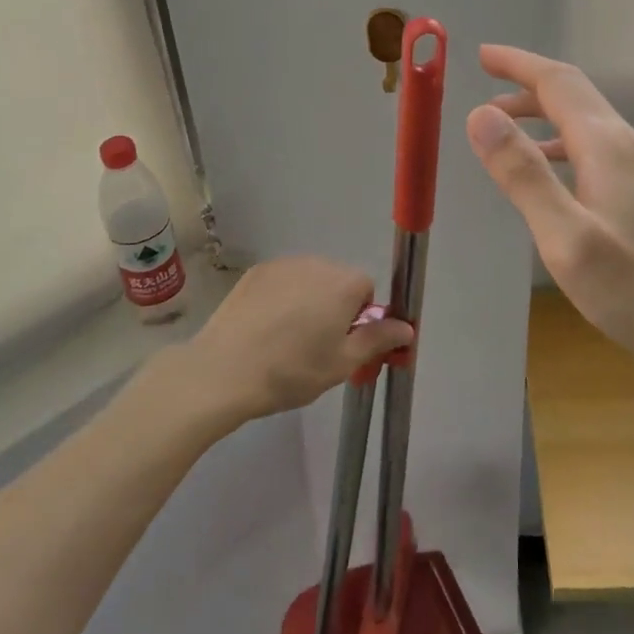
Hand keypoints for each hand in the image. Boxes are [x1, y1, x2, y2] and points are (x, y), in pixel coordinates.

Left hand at [186, 256, 414, 422]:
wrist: (225, 370)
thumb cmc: (292, 370)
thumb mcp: (342, 363)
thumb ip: (378, 340)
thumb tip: (407, 327)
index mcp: (344, 283)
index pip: (366, 290)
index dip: (359, 318)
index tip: (343, 344)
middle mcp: (318, 263)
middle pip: (338, 281)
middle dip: (334, 306)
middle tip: (316, 346)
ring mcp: (284, 264)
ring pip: (309, 279)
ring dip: (307, 300)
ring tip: (286, 338)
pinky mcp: (256, 271)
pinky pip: (281, 281)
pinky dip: (280, 298)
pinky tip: (264, 327)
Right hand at [466, 45, 633, 372]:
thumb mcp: (565, 235)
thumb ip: (522, 173)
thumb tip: (480, 115)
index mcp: (605, 144)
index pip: (556, 82)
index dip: (517, 64)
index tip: (482, 55)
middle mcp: (625, 145)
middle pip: (572, 95)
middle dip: (526, 84)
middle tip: (484, 88)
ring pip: (583, 122)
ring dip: (541, 115)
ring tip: (502, 128)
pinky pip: (592, 148)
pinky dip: (559, 144)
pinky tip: (547, 171)